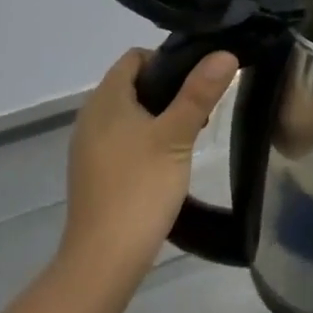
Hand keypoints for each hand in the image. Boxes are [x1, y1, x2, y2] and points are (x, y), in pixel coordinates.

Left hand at [61, 48, 237, 281]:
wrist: (104, 258)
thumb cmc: (140, 188)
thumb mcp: (177, 136)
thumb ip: (199, 93)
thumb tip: (224, 53)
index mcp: (106, 99)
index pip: (135, 57)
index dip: (168, 60)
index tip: (198, 80)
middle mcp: (91, 116)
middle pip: (132, 85)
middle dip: (168, 90)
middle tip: (200, 111)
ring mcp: (89, 146)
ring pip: (129, 114)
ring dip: (159, 117)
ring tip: (188, 138)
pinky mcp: (93, 172)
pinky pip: (122, 140)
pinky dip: (145, 141)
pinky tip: (165, 164)